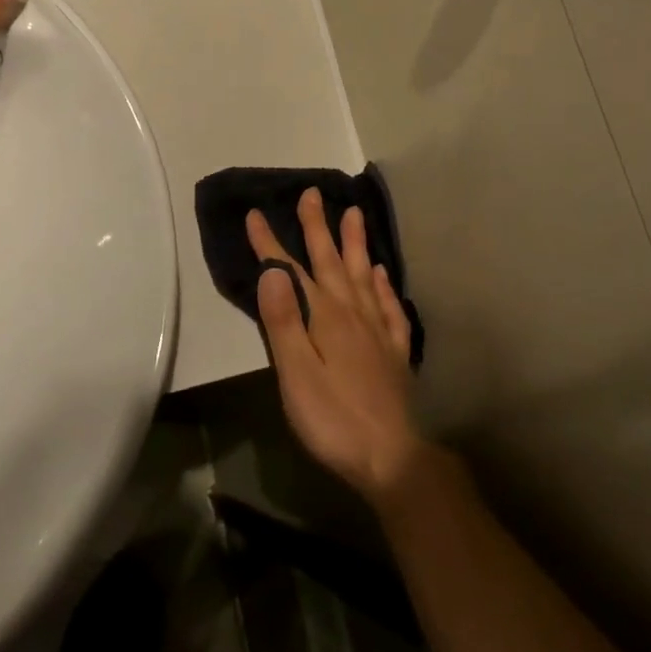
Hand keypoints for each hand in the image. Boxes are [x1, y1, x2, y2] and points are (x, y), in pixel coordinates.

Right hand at [247, 190, 423, 501]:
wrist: (391, 457)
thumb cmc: (332, 418)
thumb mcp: (296, 373)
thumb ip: (283, 321)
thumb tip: (272, 270)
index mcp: (324, 317)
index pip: (291, 271)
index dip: (271, 243)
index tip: (256, 213)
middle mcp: (353, 313)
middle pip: (332, 262)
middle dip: (317, 227)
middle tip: (312, 193)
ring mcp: (377, 331)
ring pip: (364, 275)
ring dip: (356, 243)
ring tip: (354, 214)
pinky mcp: (394, 352)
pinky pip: (389, 307)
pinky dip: (383, 286)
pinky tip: (382, 274)